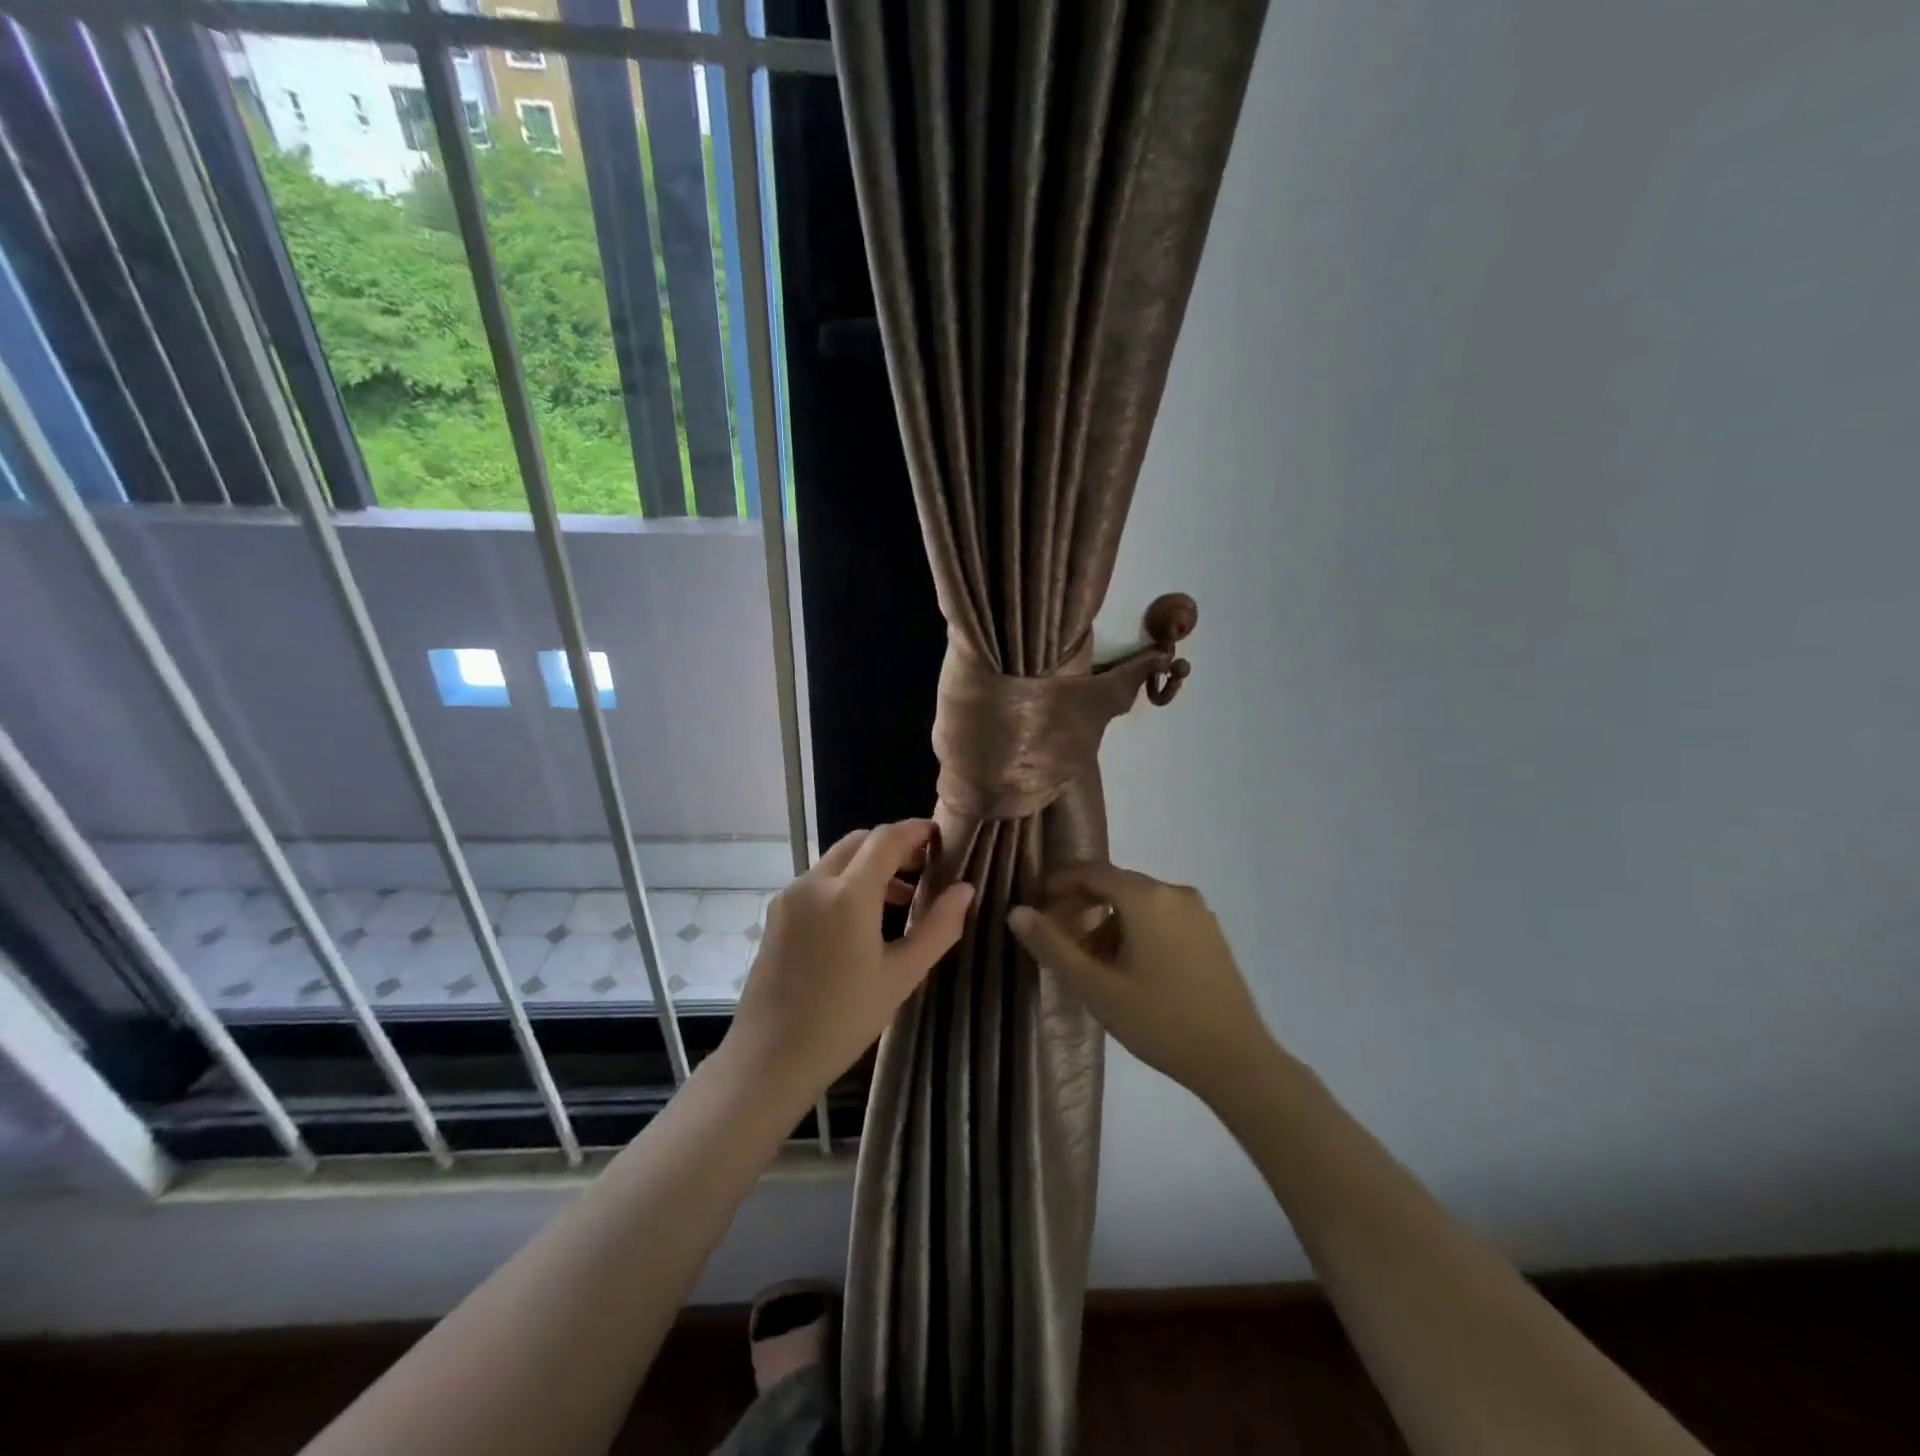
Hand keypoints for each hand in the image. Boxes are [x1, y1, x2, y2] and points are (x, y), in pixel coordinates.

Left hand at [728, 820, 972, 1104]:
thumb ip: (938, 927)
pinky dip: (846, 882)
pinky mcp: (777, 914)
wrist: (769, 1058)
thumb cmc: (844, 1020)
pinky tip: (862, 918)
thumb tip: (965, 889)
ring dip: (869, 865)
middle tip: (925, 867)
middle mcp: (815, 883)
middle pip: (859, 842)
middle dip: (893, 846)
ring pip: (837, 860)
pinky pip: (818, 881)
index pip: (886, 839)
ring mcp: (790, 896)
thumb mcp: (902, 976)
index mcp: (848, 894)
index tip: (940, 837)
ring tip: (902, 898)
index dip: (916, 831)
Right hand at [1008, 863, 1275, 1106]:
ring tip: (1092, 963)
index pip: (1092, 871)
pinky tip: (1130, 969)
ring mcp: (1199, 912)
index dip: (1060, 883)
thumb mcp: (1097, 987)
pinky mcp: (1212, 934)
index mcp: (1146, 897)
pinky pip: (1163, 917)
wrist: (1237, 1061)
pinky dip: (1137, 930)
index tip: (1037, 904)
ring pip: (1140, 903)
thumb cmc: (1160, 1021)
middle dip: (1083, 905)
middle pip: (1116, 885)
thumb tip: (1016, 912)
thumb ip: (1053, 945)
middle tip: (1058, 938)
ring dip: (1109, 921)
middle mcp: (1175, 892)